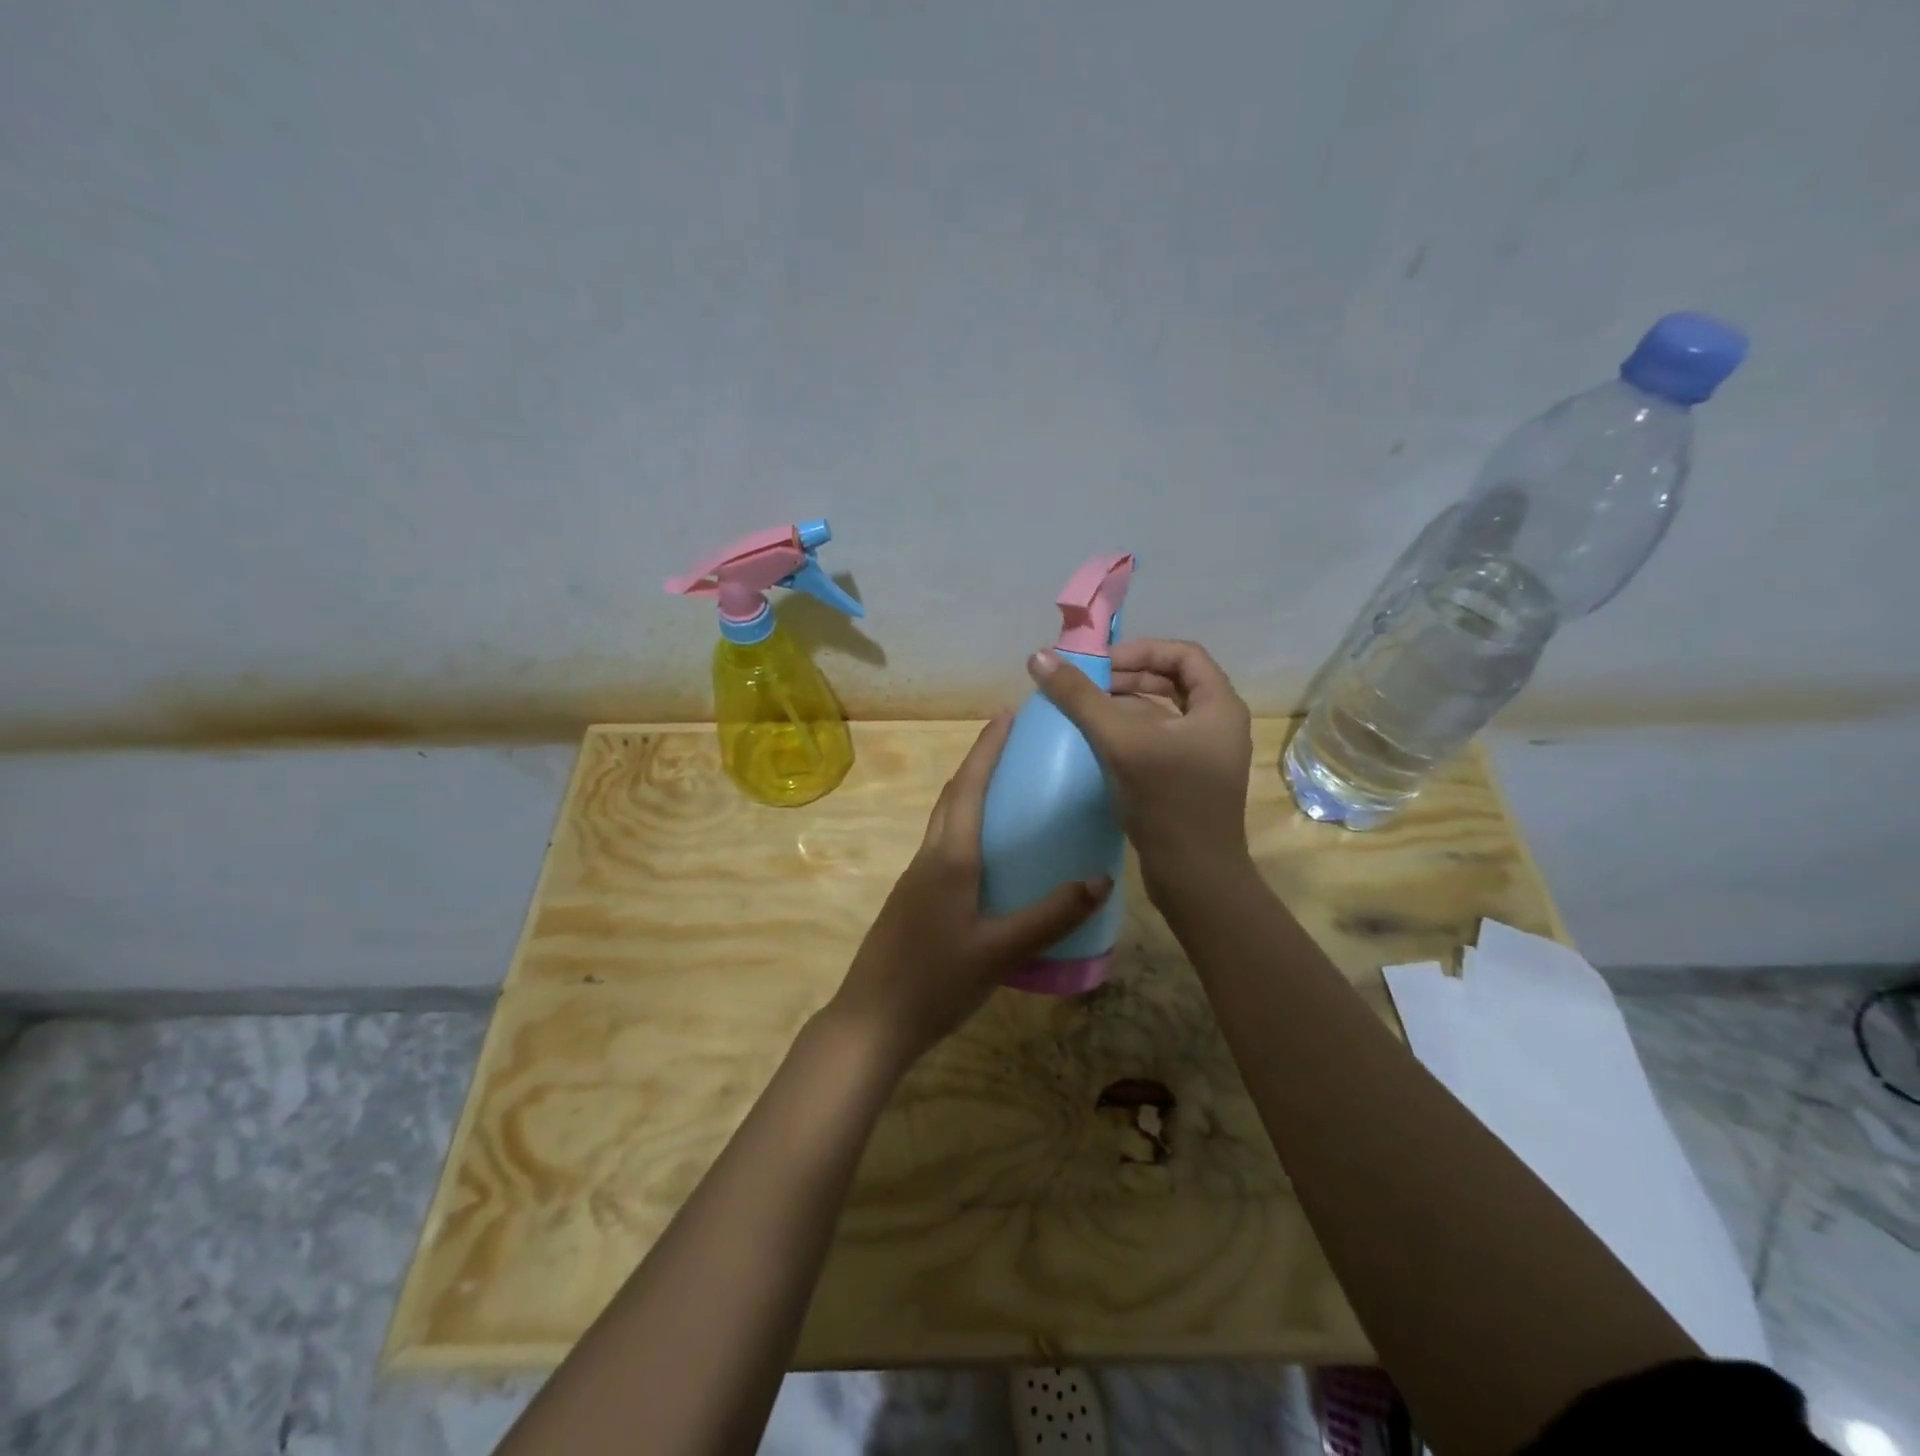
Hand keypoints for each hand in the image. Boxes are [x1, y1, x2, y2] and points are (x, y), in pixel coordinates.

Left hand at [827, 712, 1111, 1071]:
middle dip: (979, 762)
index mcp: (949, 858)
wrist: (872, 1021)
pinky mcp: (913, 901)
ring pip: (945, 822)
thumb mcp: (1001, 950)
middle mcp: (929, 857)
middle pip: (953, 796)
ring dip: (969, 794)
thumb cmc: (935, 981)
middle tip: (1012, 743)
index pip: (969, 787)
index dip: (987, 748)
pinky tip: (988, 856)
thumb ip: (1051, 915)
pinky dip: (966, 830)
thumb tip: (1102, 880)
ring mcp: (916, 880)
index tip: (1005, 714)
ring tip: (1006, 791)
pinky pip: (943, 848)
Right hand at [1027, 639, 1253, 888]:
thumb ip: (1080, 698)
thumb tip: (1039, 656)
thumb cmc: (1167, 801)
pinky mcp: (1187, 780)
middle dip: (1127, 678)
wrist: (1194, 877)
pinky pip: (1157, 741)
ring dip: (1124, 706)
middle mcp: (1217, 725)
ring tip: (1084, 710)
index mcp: (1219, 707)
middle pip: (1171, 682)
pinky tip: (1096, 743)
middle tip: (1085, 685)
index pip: (1183, 654)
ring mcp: (1204, 755)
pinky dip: (1129, 734)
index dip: (1140, 650)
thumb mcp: (1121, 741)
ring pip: (1162, 714)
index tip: (1099, 663)